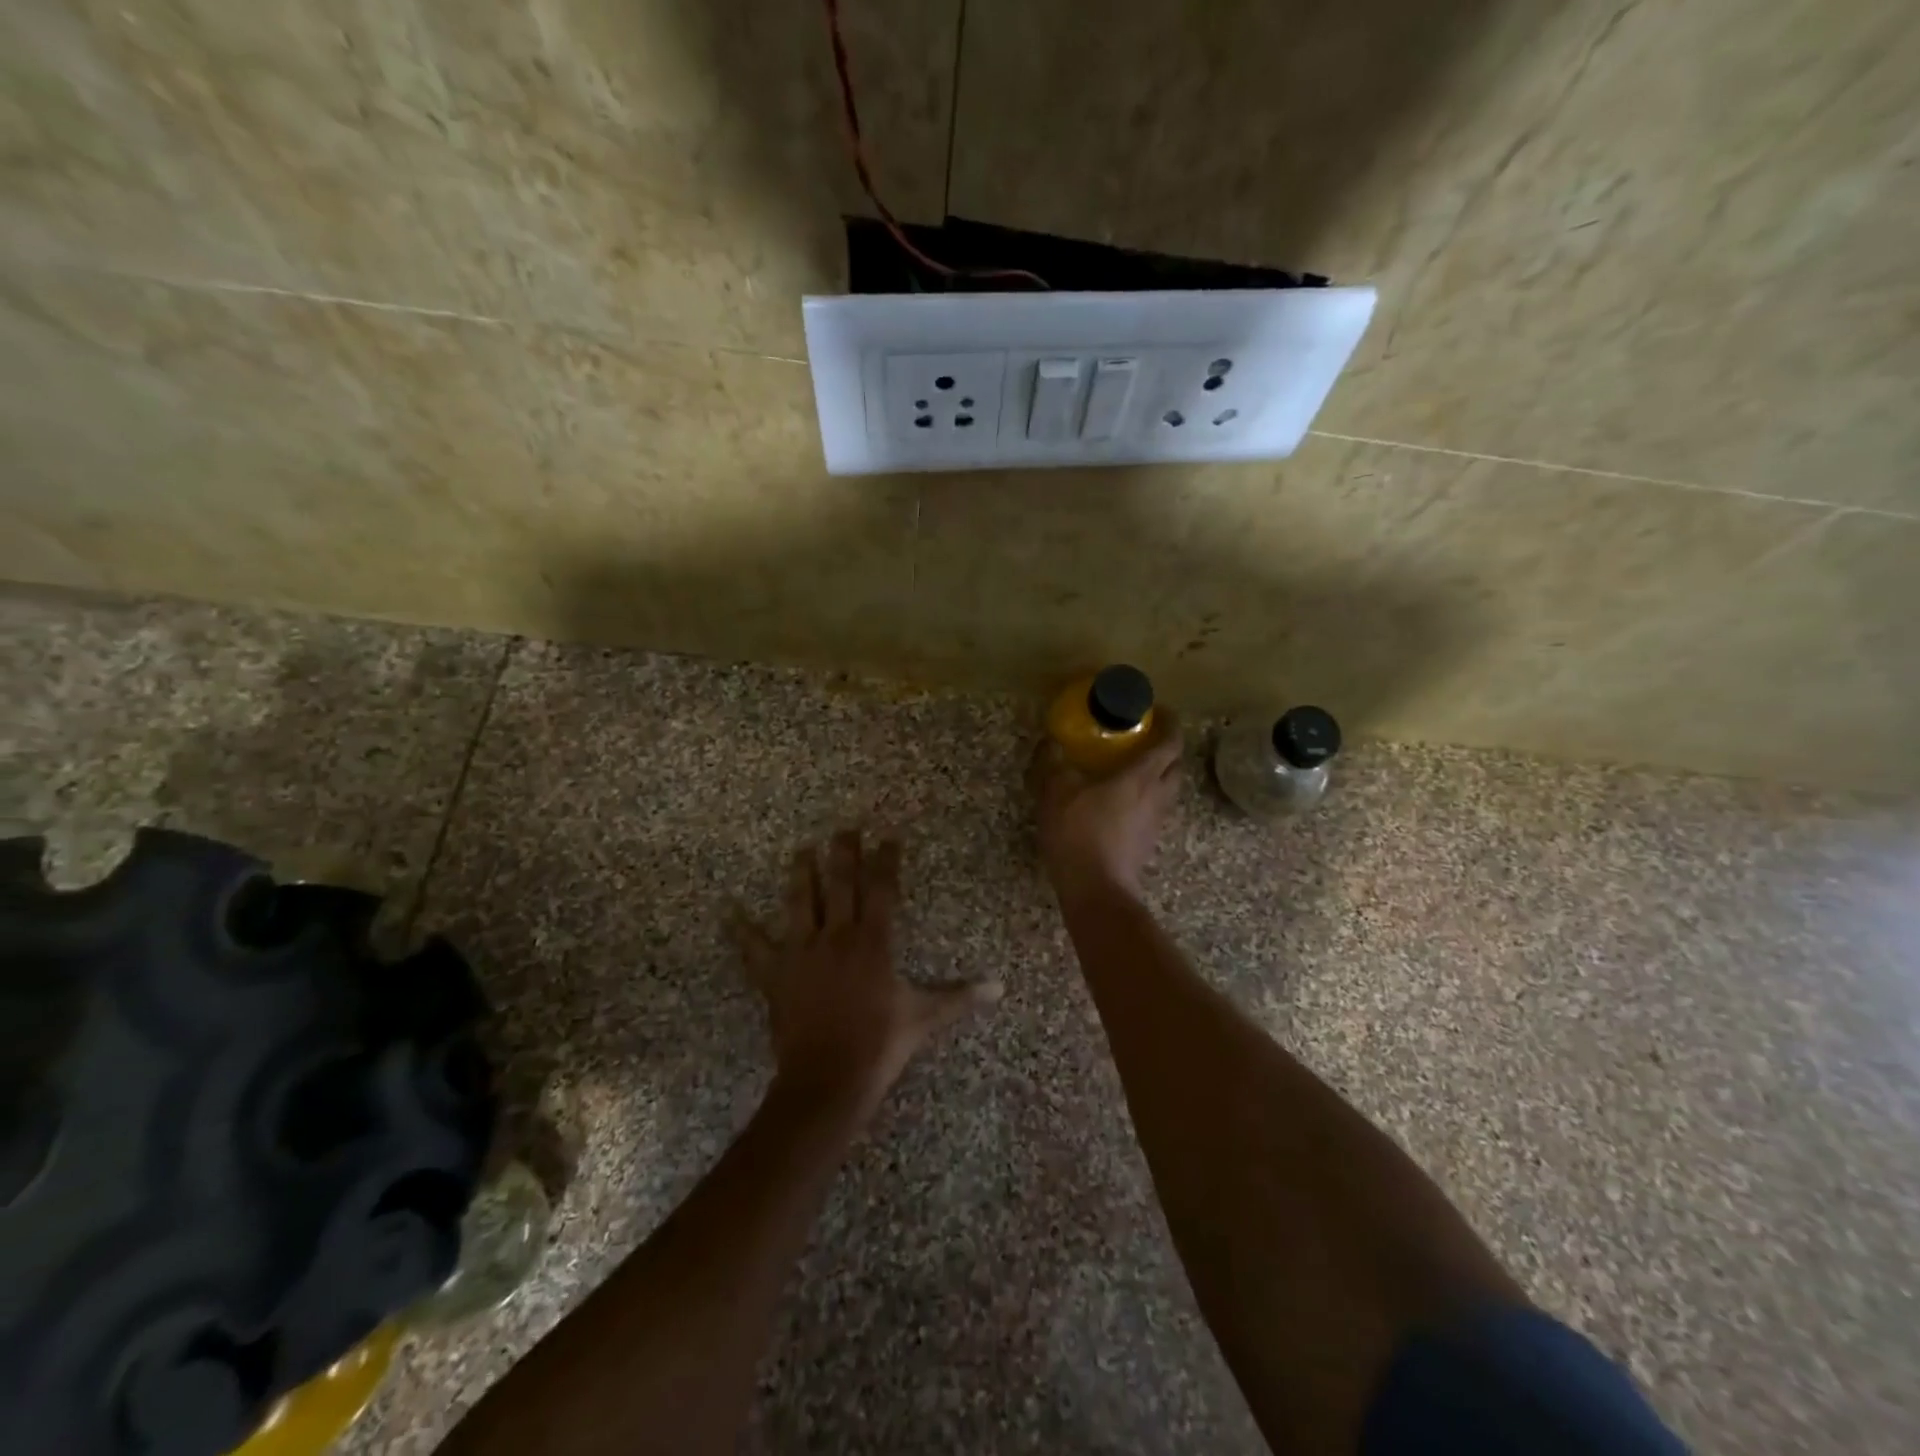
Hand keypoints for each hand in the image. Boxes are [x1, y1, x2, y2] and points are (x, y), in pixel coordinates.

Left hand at [734, 830, 1001, 1118]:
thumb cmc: (880, 1044)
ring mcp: (802, 953)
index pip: (881, 889)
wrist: (828, 1079)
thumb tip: (1000, 986)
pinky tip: (728, 911)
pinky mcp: (776, 975)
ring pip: (800, 903)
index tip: (888, 837)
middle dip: (844, 853)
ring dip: (801, 874)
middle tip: (844, 828)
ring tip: (802, 849)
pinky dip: (742, 930)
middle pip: (841, 884)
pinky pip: (755, 948)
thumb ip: (960, 996)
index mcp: (873, 942)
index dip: (885, 861)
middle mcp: (837, 937)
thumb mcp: (925, 1017)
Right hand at [1032, 718, 1183, 896]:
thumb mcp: (1056, 792)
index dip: (1170, 723)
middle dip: (1167, 749)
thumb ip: (1053, 763)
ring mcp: (1155, 822)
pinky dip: (1146, 799)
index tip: (1160, 711)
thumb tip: (1050, 742)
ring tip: (1133, 769)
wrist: (1097, 890)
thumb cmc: (1079, 834)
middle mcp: (1156, 796)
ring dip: (1158, 775)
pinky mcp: (1147, 843)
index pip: (1170, 742)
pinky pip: (1155, 811)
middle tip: (1145, 739)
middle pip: (1176, 766)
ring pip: (1168, 790)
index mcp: (1141, 777)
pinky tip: (1121, 802)